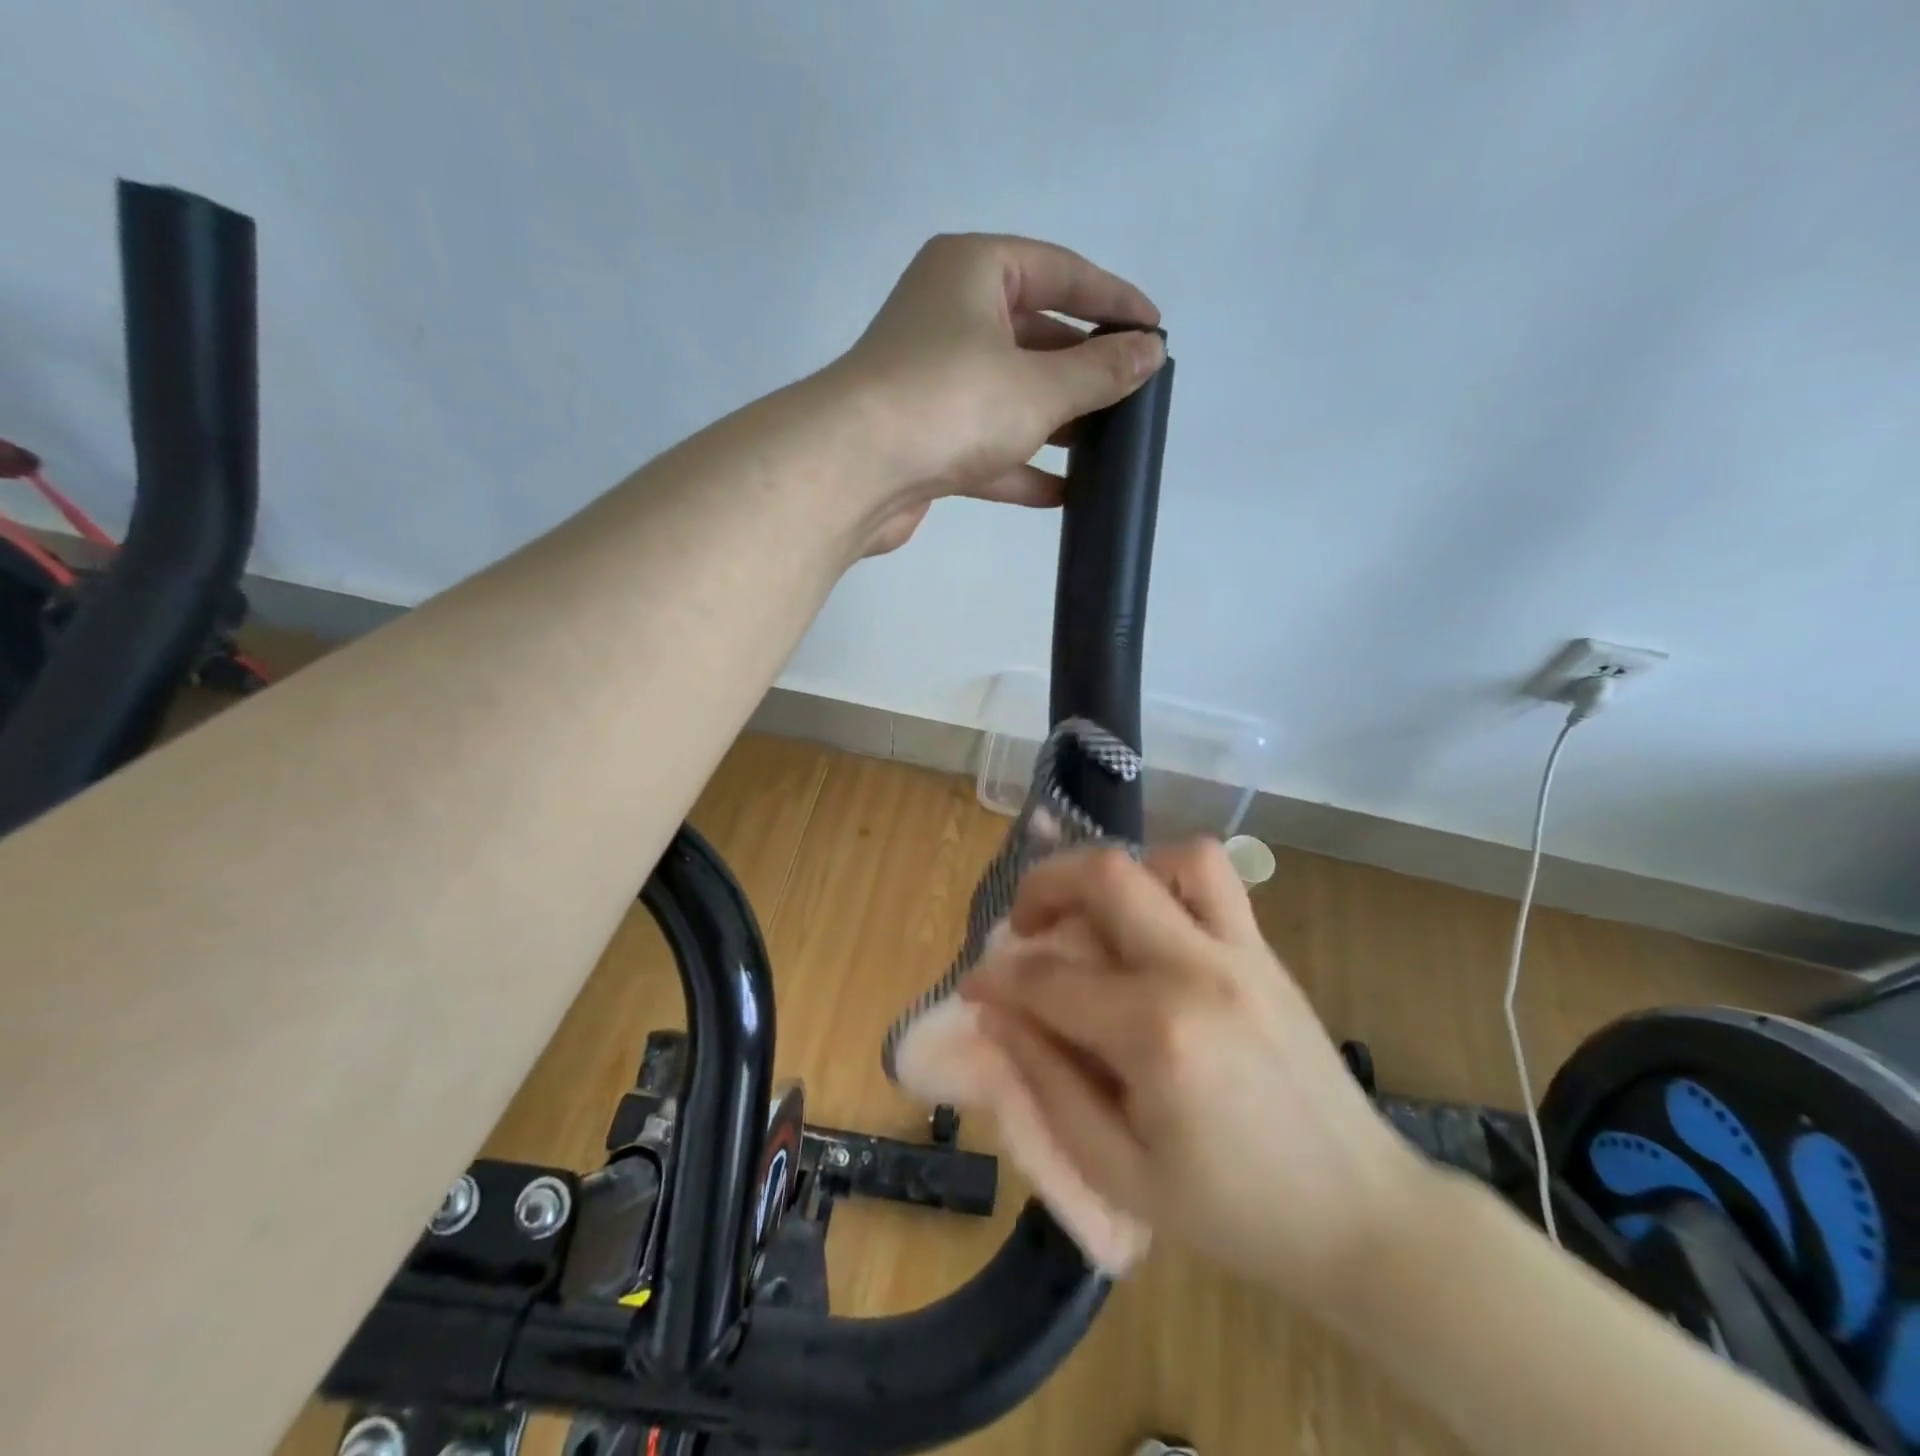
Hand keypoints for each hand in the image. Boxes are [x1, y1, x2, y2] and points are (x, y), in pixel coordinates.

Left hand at [827, 233, 1165, 553]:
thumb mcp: (1039, 385)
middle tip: (1132, 394)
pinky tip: (1064, 493)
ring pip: (1008, 395)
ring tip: (1108, 446)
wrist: (853, 472)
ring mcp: (932, 382)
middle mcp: (948, 317)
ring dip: (1056, 423)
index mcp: (973, 272)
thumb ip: (1099, 371)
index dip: (1112, 300)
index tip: (1155, 330)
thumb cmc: (951, 403)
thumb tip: (1150, 352)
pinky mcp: (922, 439)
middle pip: (1033, 335)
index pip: (1059, 271)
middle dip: (1083, 369)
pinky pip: (985, 446)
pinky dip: (1021, 467)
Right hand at [962, 839, 1426, 1305]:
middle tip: (1022, 924)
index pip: (1050, 980)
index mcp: (1157, 1036)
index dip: (996, 978)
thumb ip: (1047, 1082)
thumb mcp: (1117, 1171)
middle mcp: (1198, 971)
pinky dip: (1167, 877)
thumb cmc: (1232, 1211)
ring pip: (1171, 856)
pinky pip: (1215, 878)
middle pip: (1107, 876)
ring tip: (1092, 915)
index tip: (972, 986)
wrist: (1359, 1214)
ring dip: (1116, 873)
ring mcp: (1241, 952)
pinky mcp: (1265, 951)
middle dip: (1043, 885)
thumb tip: (996, 1012)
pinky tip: (1148, 922)